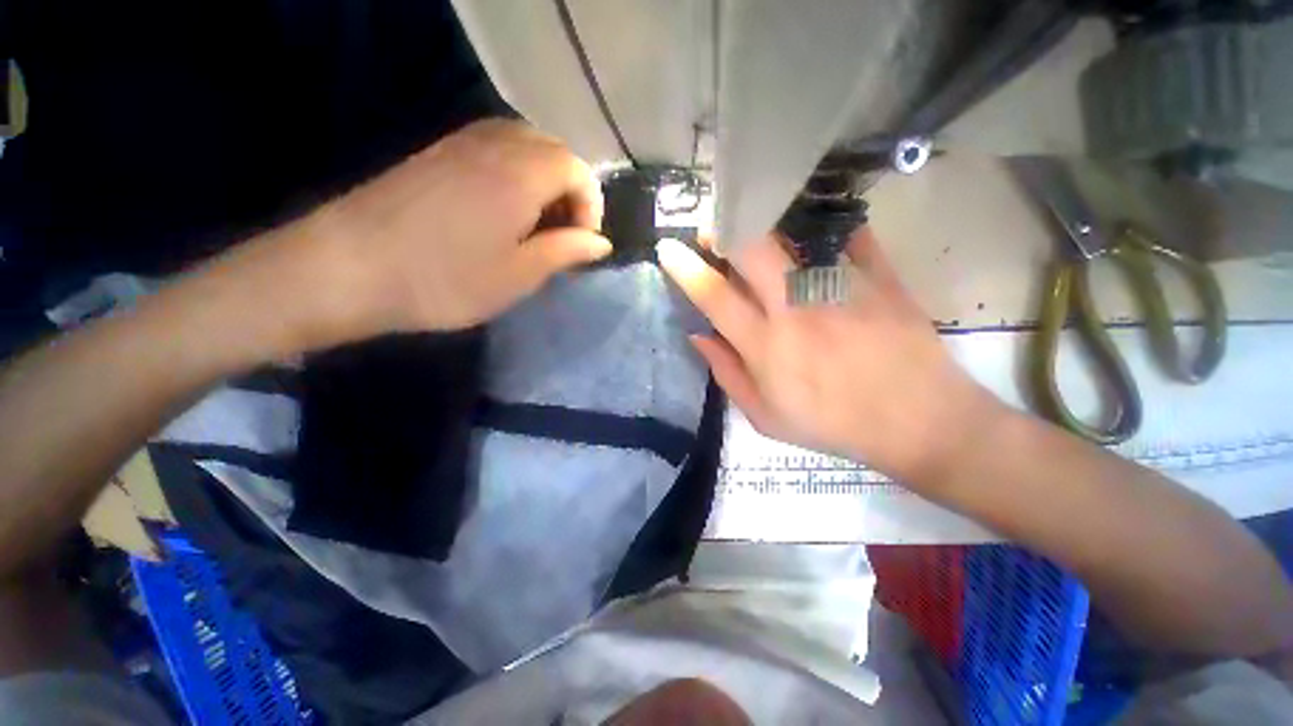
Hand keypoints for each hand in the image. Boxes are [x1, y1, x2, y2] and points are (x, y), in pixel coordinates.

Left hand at [306, 119, 610, 337]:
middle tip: (561, 234)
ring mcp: (461, 143)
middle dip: (570, 190)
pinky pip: (493, 148)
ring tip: (535, 224)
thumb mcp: (519, 275)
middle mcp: (495, 145)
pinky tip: (502, 210)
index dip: (591, 206)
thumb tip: (601, 242)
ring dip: (543, 180)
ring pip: (524, 144)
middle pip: (554, 150)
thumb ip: (566, 251)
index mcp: (521, 175)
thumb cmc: (445, 280)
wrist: (347, 268)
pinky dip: (514, 173)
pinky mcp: (437, 153)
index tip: (582, 244)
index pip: (578, 169)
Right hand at [657, 229, 1001, 483]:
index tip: (667, 248)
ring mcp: (840, 288)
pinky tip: (814, 227)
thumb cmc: (832, 424)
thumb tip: (698, 335)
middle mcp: (797, 308)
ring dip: (766, 224)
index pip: (714, 296)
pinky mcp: (879, 277)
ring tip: (756, 227)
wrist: (917, 421)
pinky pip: (848, 234)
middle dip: (723, 230)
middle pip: (752, 249)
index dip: (685, 268)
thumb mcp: (765, 417)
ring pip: (795, 235)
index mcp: (766, 345)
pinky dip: (825, 225)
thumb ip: (726, 374)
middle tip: (713, 230)